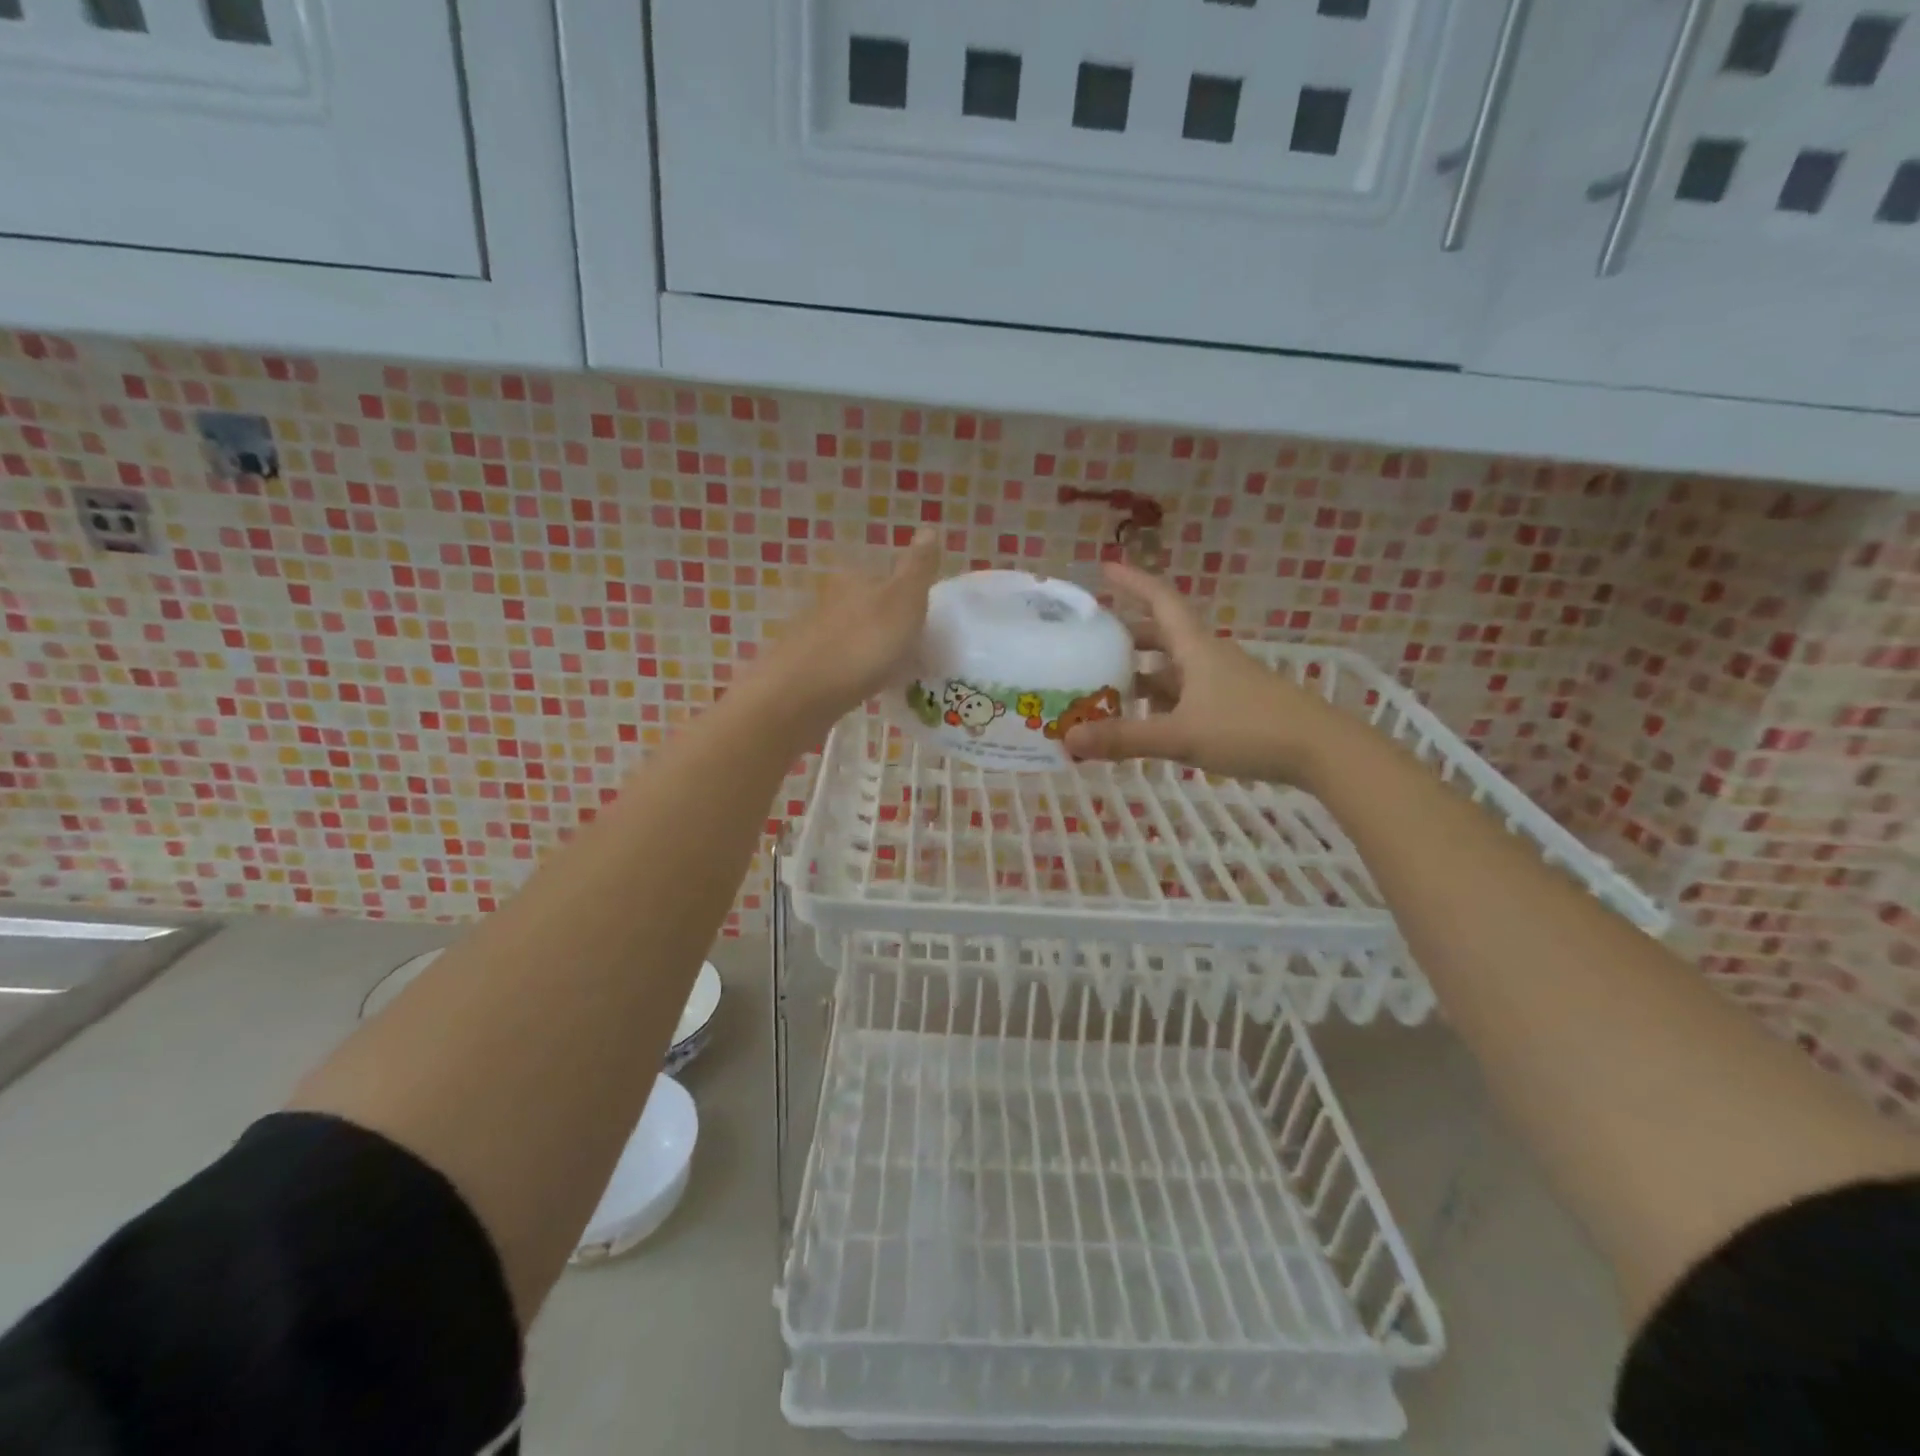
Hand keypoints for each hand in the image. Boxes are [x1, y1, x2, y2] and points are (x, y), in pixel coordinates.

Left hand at [744, 528, 940, 739]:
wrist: (803, 694)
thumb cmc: (863, 643)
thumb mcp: (904, 600)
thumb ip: (918, 567)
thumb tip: (929, 528)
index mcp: (853, 580)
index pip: (881, 578)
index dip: (903, 598)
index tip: (920, 622)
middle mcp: (828, 601)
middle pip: (863, 607)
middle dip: (884, 625)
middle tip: (909, 651)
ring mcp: (812, 636)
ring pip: (849, 636)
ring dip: (867, 650)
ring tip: (889, 673)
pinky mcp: (802, 670)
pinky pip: (837, 666)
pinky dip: (851, 673)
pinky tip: (862, 689)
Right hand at [1063, 562, 1342, 784]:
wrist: (1321, 751)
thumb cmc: (1249, 730)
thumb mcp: (1180, 735)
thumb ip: (1125, 738)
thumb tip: (1068, 738)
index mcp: (1195, 648)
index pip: (1161, 600)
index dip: (1133, 582)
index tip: (1105, 568)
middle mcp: (1207, 658)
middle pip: (1162, 635)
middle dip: (1127, 634)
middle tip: (1091, 640)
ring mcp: (1222, 682)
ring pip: (1172, 668)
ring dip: (1141, 671)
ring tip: (1105, 683)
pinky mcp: (1232, 706)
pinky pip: (1185, 694)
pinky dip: (1159, 700)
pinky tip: (1143, 719)